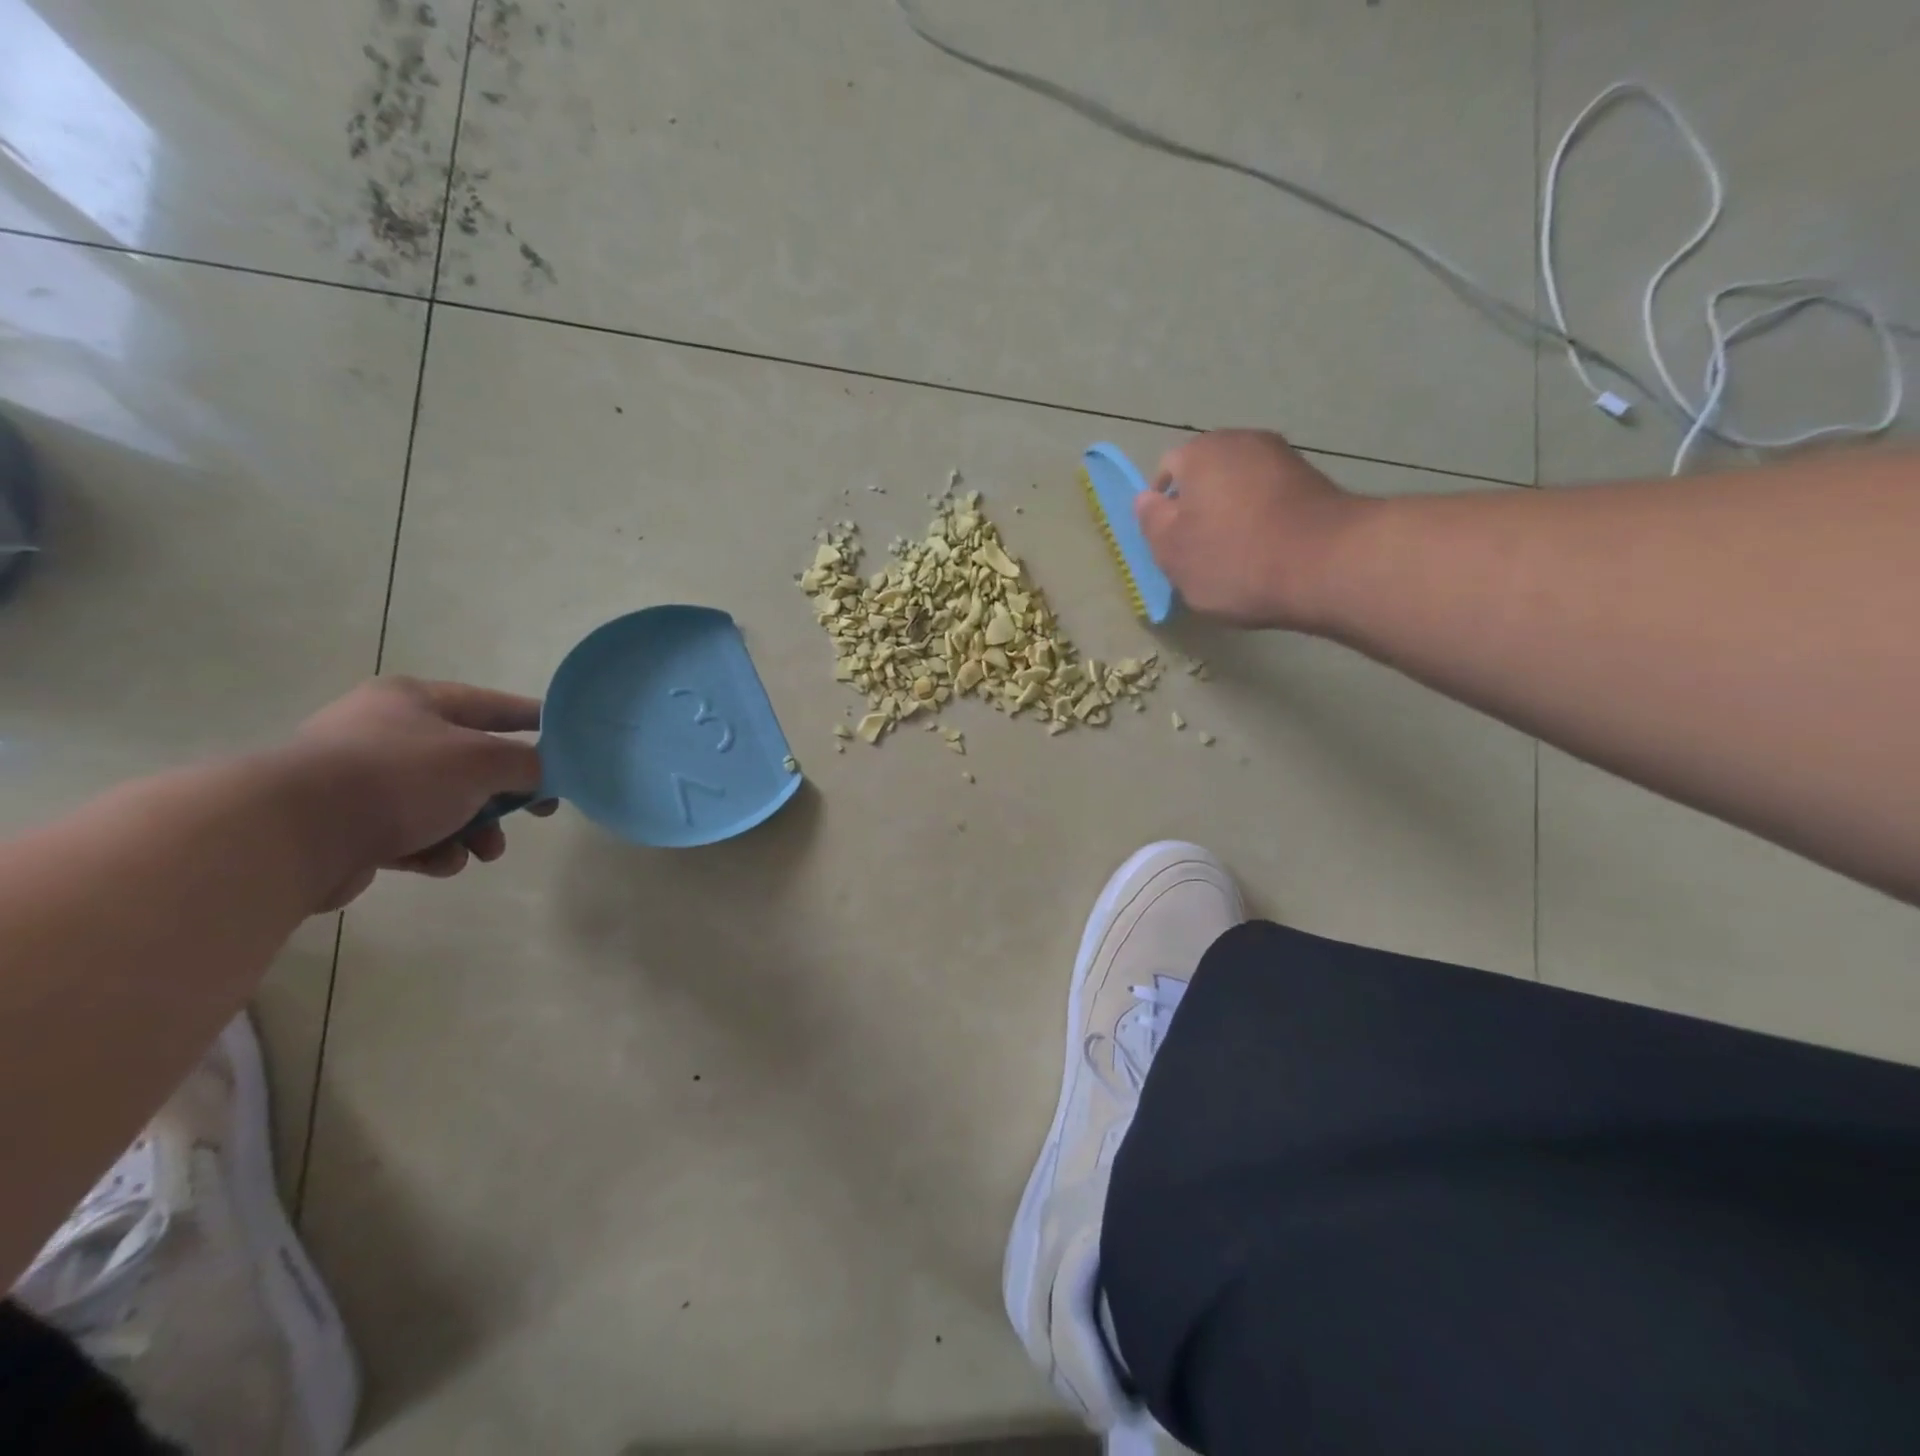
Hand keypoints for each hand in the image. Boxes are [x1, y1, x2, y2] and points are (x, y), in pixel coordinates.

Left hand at [295, 677, 556, 908]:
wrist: (293, 834)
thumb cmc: (400, 778)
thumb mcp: (483, 762)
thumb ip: (529, 764)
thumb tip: (547, 772)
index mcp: (414, 700)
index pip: (492, 705)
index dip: (534, 721)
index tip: (569, 739)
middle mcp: (385, 731)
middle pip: (470, 762)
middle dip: (504, 795)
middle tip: (536, 812)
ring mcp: (361, 779)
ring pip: (444, 803)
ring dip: (473, 830)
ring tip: (482, 853)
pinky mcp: (346, 825)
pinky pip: (410, 833)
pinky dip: (433, 849)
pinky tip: (437, 863)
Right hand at [1135, 429, 1363, 629]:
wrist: (1329, 565)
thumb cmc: (1235, 558)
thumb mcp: (1173, 552)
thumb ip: (1152, 523)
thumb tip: (1147, 500)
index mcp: (1201, 452)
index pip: (1167, 470)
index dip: (1162, 508)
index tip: (1170, 544)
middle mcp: (1244, 441)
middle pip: (1207, 476)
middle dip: (1200, 509)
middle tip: (1199, 554)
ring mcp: (1285, 459)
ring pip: (1241, 488)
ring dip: (1234, 516)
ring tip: (1237, 559)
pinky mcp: (1316, 484)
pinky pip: (1273, 502)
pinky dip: (1264, 523)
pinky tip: (1268, 556)